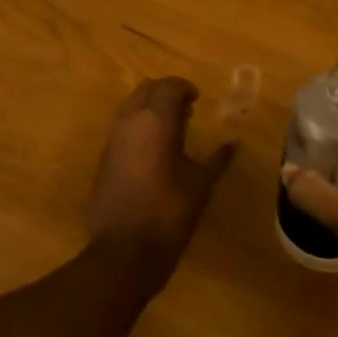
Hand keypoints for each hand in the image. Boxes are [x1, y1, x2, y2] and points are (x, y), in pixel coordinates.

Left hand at [86, 78, 236, 288]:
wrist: (124, 251)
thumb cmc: (169, 212)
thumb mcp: (200, 184)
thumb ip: (217, 159)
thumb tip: (233, 143)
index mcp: (156, 119)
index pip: (169, 86)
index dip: (185, 88)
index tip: (197, 100)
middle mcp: (130, 120)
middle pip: (147, 89)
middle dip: (165, 94)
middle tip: (186, 111)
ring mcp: (112, 138)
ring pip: (131, 106)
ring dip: (150, 109)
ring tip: (171, 130)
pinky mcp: (103, 158)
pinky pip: (122, 128)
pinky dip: (137, 127)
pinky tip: (152, 152)